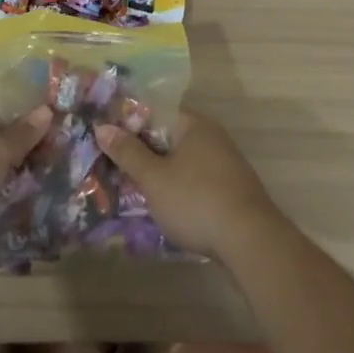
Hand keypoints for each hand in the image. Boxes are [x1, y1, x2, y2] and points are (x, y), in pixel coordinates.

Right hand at [94, 110, 284, 258]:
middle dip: (142, 151)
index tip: (106, 139)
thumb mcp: (154, 178)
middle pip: (168, 136)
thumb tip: (102, 126)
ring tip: (132, 188)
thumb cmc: (196, 201)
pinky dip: (177, 187)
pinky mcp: (231, 189)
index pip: (155, 111)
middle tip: (113, 166)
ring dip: (159, 172)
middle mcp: (212, 136)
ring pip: (181, 160)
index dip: (129, 123)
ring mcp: (225, 163)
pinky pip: (195, 179)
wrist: (251, 242)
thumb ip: (128, 152)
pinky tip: (163, 205)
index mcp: (194, 124)